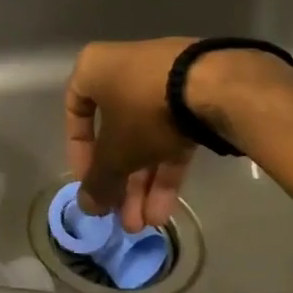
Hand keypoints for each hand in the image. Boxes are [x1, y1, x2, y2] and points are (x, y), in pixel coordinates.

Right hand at [64, 39, 197, 231]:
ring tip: (148, 223)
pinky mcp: (195, 95)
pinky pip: (172, 134)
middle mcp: (123, 69)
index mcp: (94, 69)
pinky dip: (167, 168)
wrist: (216, 84)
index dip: (79, 153)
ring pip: (145, 137)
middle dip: (120, 180)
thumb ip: (98, 181)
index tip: (89, 183)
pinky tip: (167, 207)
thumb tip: (86, 207)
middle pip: (115, 132)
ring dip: (144, 183)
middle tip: (123, 217)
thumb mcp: (115, 152)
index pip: (76, 112)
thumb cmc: (144, 110)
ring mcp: (162, 82)